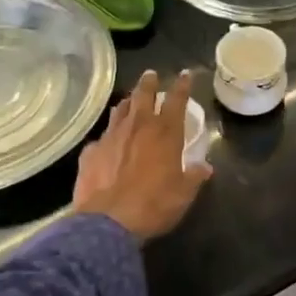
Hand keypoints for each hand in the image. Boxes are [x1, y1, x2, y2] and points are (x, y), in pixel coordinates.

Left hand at [72, 70, 211, 241]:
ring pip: (120, 111)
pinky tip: (107, 143)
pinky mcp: (90, 152)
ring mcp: (111, 137)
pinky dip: (108, 136)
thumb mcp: (184, 194)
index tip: (185, 74)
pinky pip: (101, 138)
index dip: (182, 86)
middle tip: (151, 74)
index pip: (176, 100)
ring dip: (128, 103)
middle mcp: (138, 127)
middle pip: (143, 95)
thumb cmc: (154, 205)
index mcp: (165, 133)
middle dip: (149, 83)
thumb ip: (194, 176)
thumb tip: (204, 167)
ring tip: (130, 100)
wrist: (108, 222)